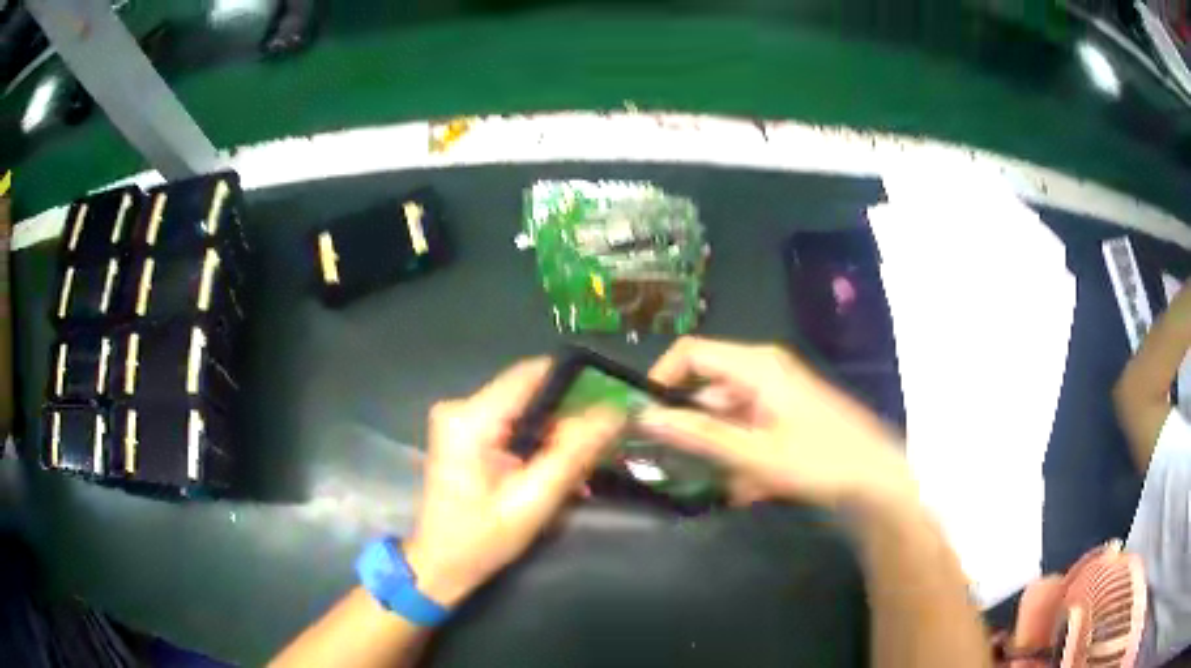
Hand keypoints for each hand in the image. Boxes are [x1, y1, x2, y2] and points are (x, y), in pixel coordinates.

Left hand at [405, 359, 623, 606]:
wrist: (439, 565)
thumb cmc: (481, 540)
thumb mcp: (533, 501)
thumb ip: (573, 454)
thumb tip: (615, 412)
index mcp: (470, 418)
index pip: (533, 374)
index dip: (577, 384)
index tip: (612, 403)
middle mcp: (461, 406)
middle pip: (531, 392)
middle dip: (569, 417)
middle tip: (602, 446)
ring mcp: (460, 419)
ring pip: (526, 408)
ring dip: (555, 434)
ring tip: (581, 465)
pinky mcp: (465, 432)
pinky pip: (514, 423)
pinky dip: (538, 442)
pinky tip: (553, 469)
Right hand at [636, 337, 913, 508]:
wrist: (875, 479)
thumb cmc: (818, 460)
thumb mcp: (754, 453)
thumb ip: (699, 434)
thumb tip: (645, 415)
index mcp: (755, 365)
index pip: (690, 353)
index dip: (661, 379)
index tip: (643, 418)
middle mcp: (763, 371)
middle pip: (709, 390)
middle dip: (697, 430)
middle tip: (682, 465)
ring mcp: (777, 394)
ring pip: (728, 417)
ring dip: (723, 451)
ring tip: (732, 484)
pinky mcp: (786, 415)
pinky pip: (749, 430)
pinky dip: (744, 456)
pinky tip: (753, 487)